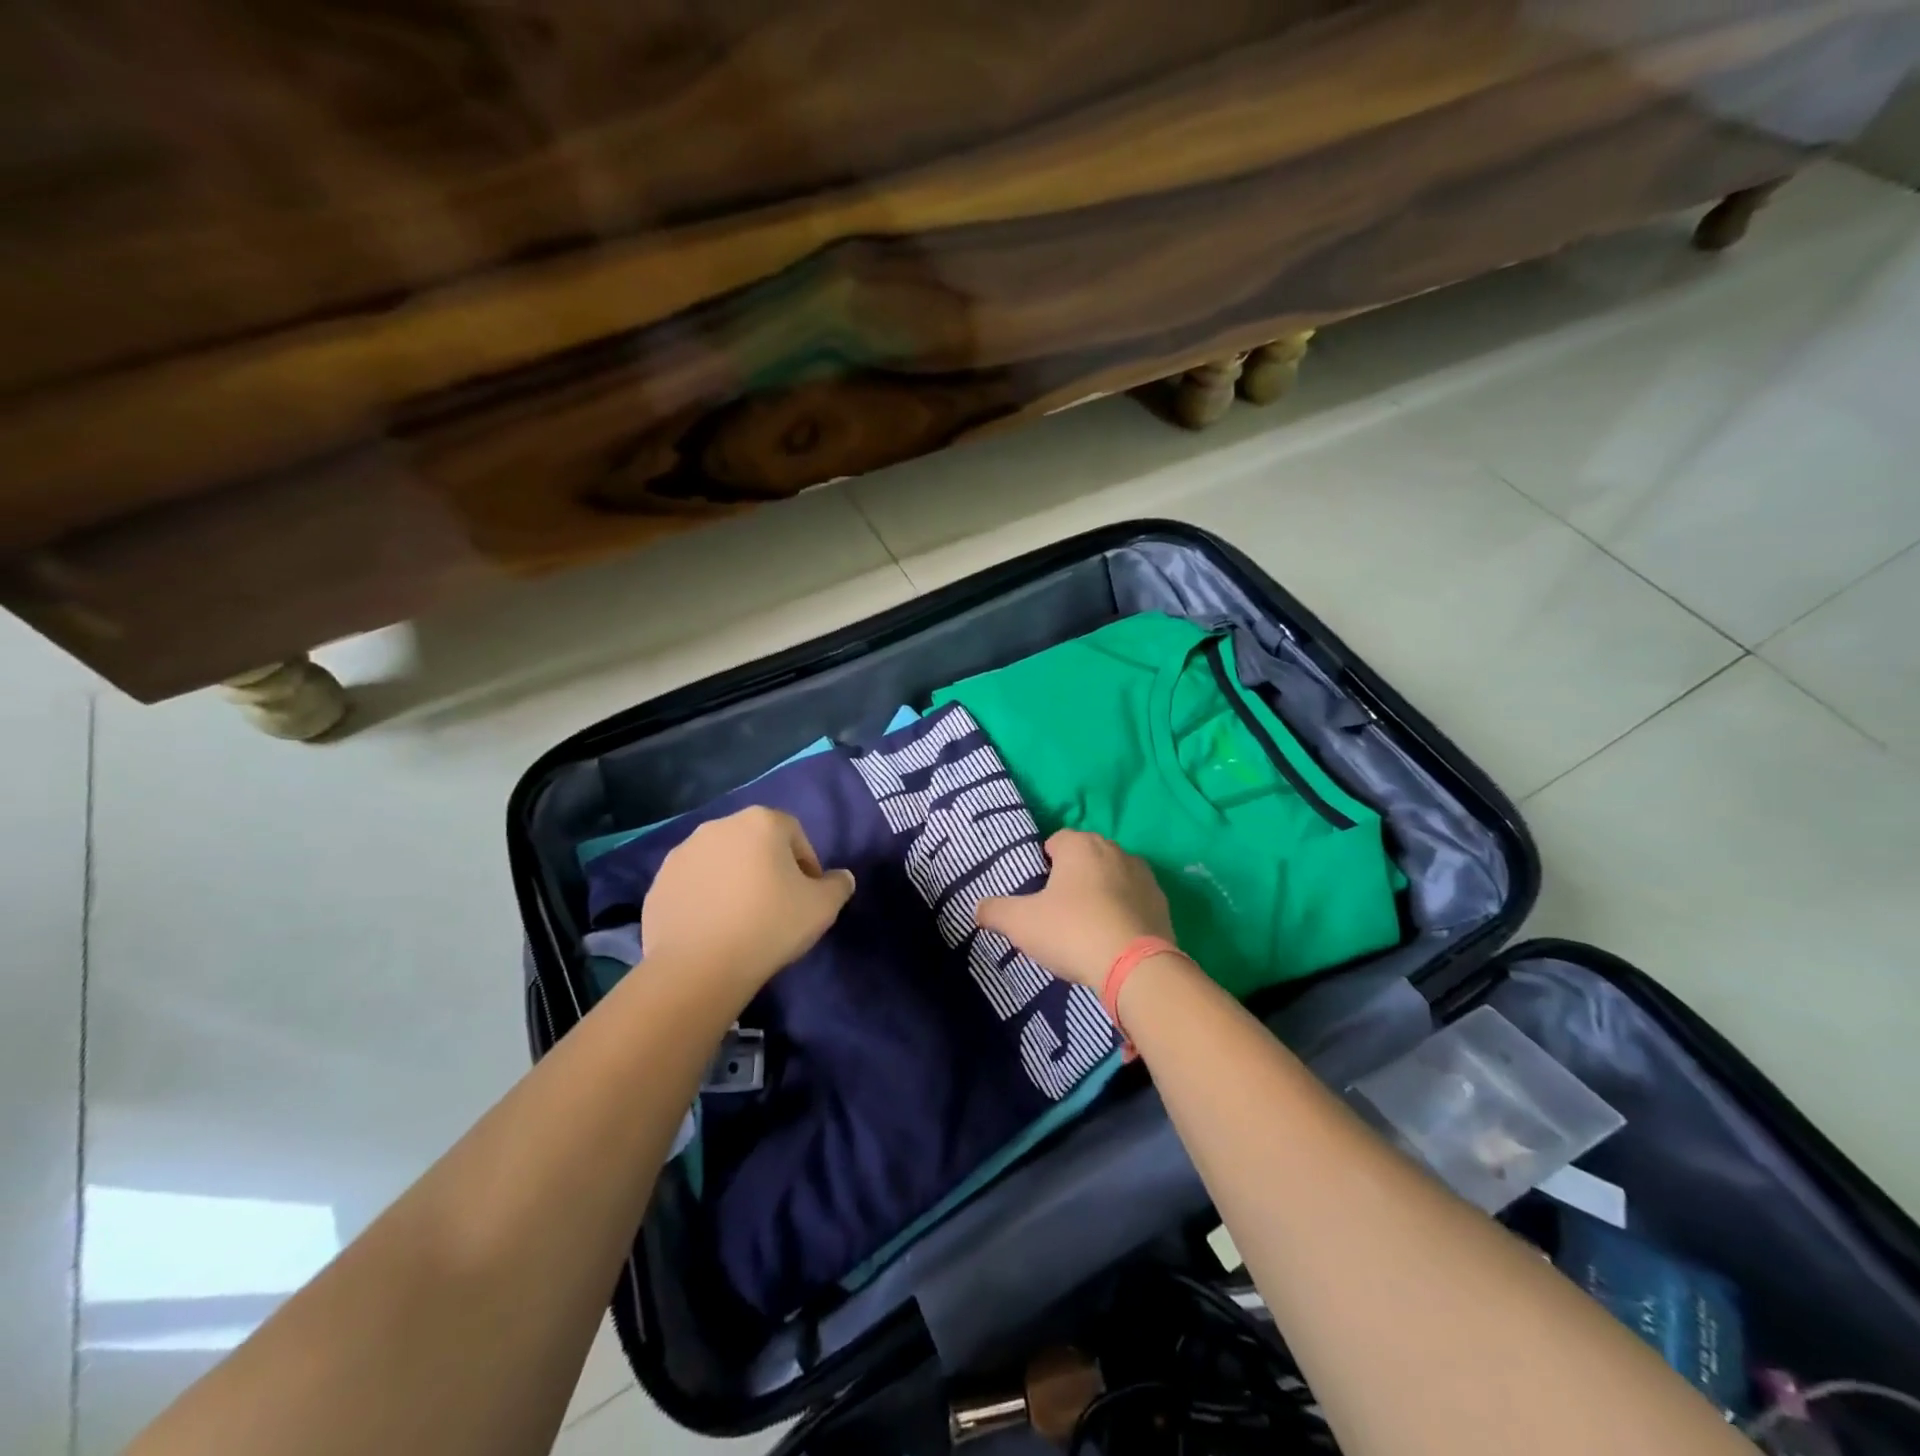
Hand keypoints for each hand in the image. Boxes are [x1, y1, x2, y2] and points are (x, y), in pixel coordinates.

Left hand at [642, 806, 855, 995]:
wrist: (698, 967)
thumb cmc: (769, 925)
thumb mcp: (822, 908)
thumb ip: (838, 886)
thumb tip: (841, 878)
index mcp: (761, 822)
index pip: (795, 835)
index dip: (806, 865)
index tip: (807, 897)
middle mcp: (719, 825)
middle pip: (756, 843)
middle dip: (768, 868)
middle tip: (777, 906)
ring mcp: (683, 852)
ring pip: (722, 862)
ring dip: (735, 880)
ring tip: (742, 919)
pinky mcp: (659, 881)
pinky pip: (694, 884)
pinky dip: (706, 898)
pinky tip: (714, 929)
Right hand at [976, 829, 1174, 988]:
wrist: (1135, 968)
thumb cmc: (1072, 932)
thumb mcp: (1021, 923)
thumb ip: (995, 911)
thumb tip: (978, 908)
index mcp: (1080, 845)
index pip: (1055, 841)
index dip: (1043, 865)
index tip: (1037, 894)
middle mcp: (1114, 850)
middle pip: (1085, 858)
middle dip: (1072, 878)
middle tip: (1057, 913)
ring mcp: (1144, 875)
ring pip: (1112, 877)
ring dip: (1100, 893)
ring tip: (1086, 929)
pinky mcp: (1162, 903)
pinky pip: (1134, 901)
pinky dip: (1123, 913)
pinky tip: (1112, 940)